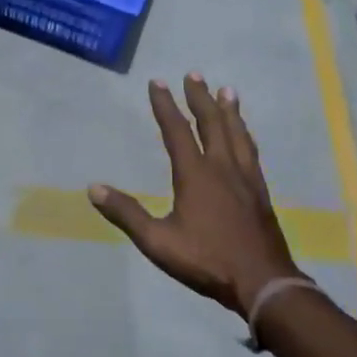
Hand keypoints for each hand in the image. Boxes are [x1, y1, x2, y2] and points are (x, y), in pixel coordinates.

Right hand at [90, 75, 305, 318]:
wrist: (263, 282)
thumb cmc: (206, 260)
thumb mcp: (157, 241)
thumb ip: (126, 214)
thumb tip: (94, 188)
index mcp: (196, 175)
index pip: (177, 131)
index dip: (165, 105)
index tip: (157, 82)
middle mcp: (222, 168)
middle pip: (212, 124)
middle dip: (200, 98)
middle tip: (194, 74)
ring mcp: (246, 179)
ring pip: (237, 134)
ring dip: (229, 110)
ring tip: (227, 91)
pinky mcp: (260, 192)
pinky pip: (251, 152)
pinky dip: (245, 134)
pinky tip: (245, 135)